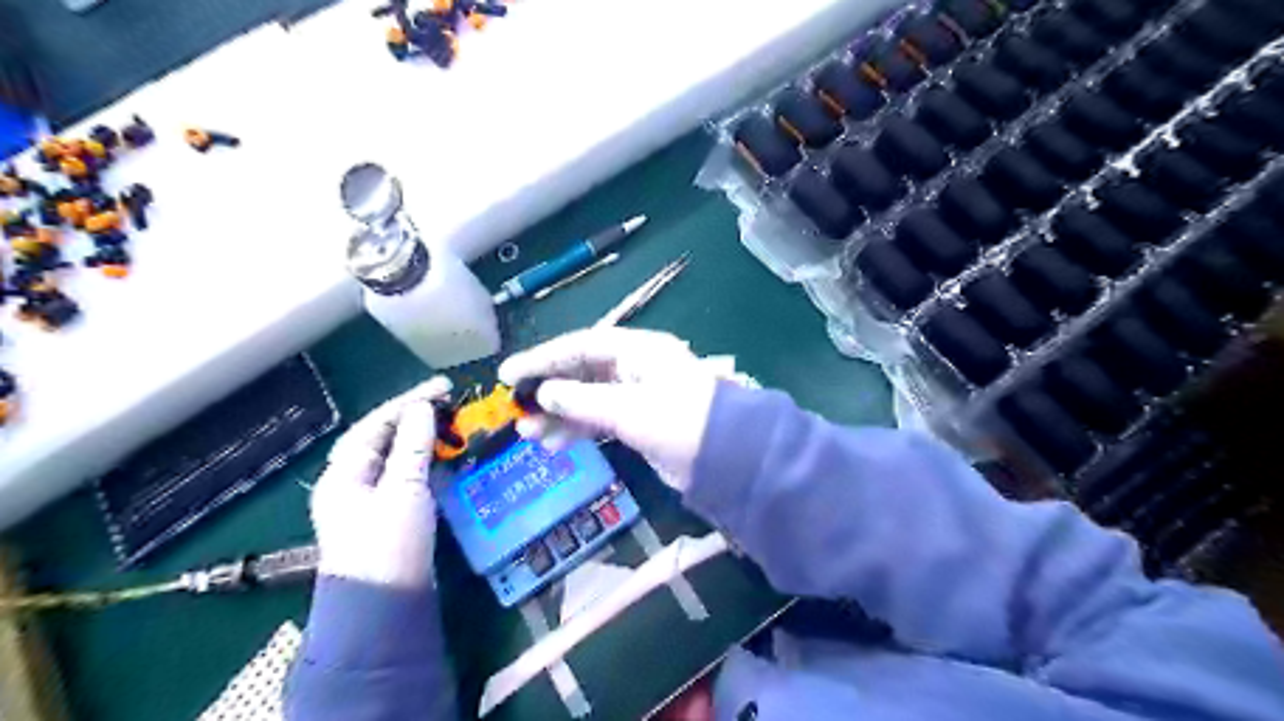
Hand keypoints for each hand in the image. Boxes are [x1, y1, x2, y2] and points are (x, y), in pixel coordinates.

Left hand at [310, 377, 448, 585]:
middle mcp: (352, 482)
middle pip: (384, 438)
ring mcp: (371, 500)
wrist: (385, 606)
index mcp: (343, 473)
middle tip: (449, 402)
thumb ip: (413, 447)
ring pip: (398, 457)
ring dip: (423, 437)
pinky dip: (427, 460)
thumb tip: (422, 408)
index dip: (409, 401)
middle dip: (415, 416)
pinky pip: (408, 475)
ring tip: (452, 422)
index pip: (376, 424)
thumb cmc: (388, 544)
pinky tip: (447, 454)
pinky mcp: (391, 515)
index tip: (444, 387)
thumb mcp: (403, 490)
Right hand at [500, 330, 721, 491]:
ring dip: (558, 415)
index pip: (579, 347)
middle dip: (547, 391)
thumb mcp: (627, 409)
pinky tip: (553, 443)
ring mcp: (636, 396)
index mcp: (637, 350)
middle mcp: (634, 367)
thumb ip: (581, 400)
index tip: (508, 375)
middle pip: (580, 372)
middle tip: (515, 409)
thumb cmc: (679, 422)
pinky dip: (577, 430)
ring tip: (528, 434)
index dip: (542, 359)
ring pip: (587, 399)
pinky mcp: (639, 422)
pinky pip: (599, 420)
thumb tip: (543, 393)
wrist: (729, 460)